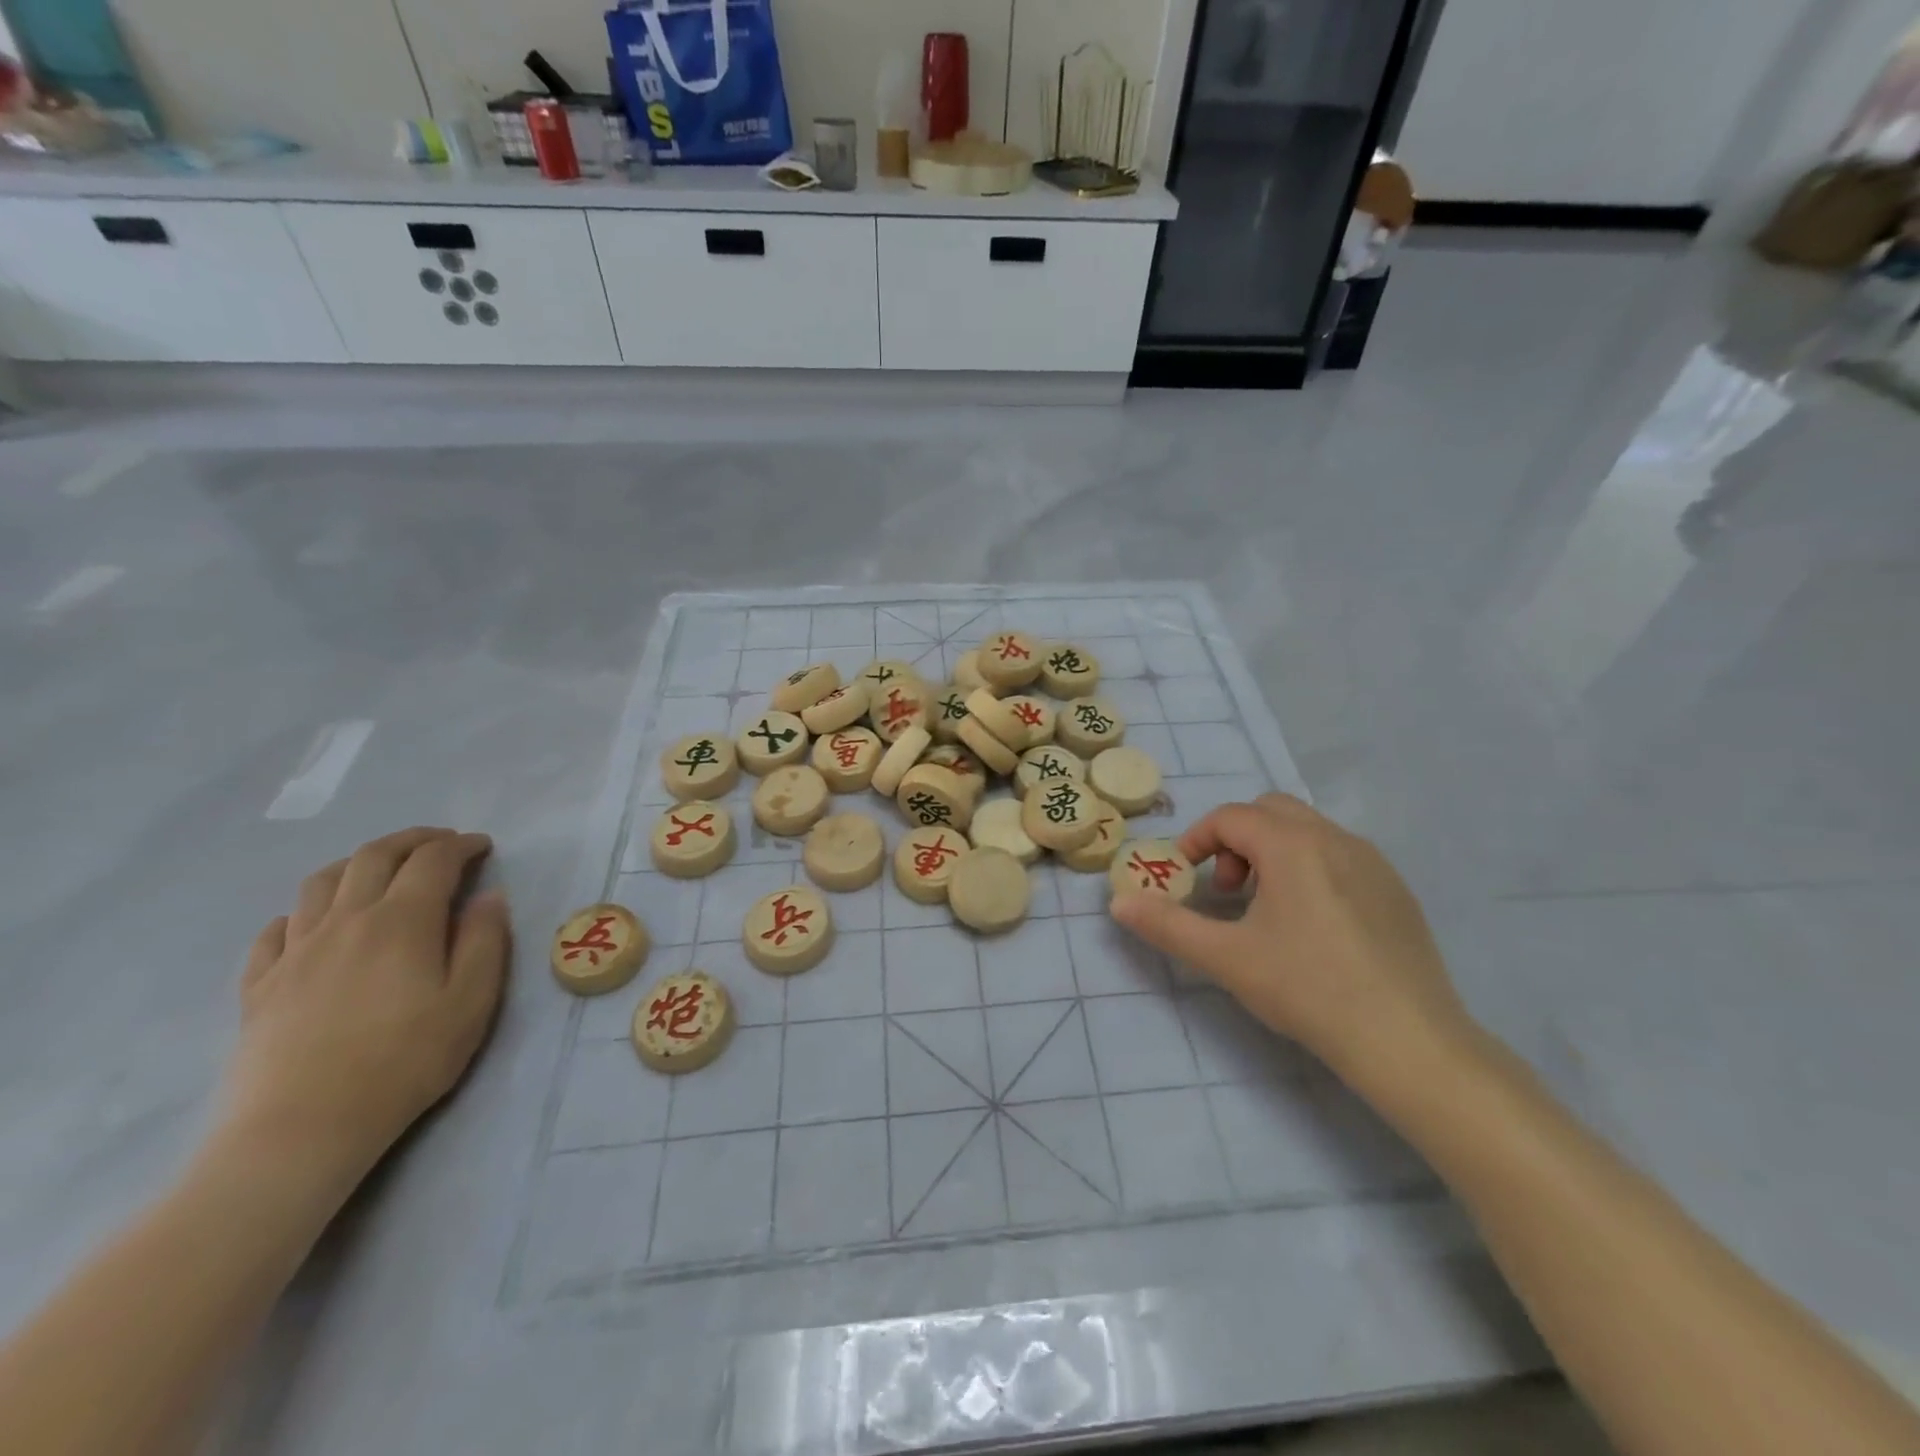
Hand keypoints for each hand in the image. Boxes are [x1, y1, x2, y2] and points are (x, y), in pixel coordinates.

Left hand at [222, 828, 511, 1190]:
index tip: (483, 846)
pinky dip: (303, 910)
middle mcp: (346, 920)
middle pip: (374, 857)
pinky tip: (314, 922)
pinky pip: (276, 929)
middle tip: (441, 843)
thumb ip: (485, 941)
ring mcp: (296, 950)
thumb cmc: (405, 1061)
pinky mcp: (261, 984)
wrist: (302, 1128)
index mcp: (402, 921)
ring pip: (321, 882)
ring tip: (381, 869)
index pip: (433, 860)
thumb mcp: (471, 1001)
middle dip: (413, 840)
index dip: (461, 845)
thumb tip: (489, 897)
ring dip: (358, 862)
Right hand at [1109, 794, 1474, 1096]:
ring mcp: (1372, 862)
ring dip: (1271, 853)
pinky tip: (1311, 927)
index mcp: (1293, 845)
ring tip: (1264, 910)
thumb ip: (1167, 925)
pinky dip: (1308, 868)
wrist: (1409, 1042)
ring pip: (1307, 830)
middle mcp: (1335, 838)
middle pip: (1269, 811)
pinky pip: (1339, 855)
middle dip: (1235, 840)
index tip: (1184, 878)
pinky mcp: (1396, 890)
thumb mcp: (1227, 958)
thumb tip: (1118, 903)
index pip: (1230, 817)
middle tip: (1226, 890)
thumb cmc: (1309, 990)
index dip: (1196, 840)